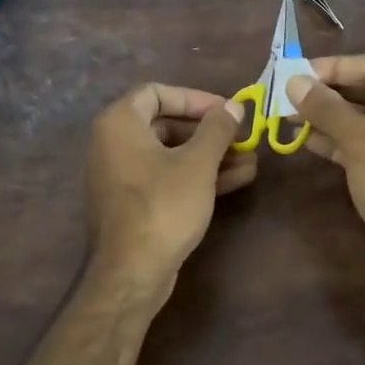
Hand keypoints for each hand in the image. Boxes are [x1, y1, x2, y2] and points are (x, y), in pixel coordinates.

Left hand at [86, 83, 255, 292]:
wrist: (131, 273)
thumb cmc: (163, 206)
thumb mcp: (198, 163)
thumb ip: (217, 129)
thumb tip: (234, 106)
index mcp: (120, 124)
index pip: (157, 92)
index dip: (195, 98)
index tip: (226, 110)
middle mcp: (113, 144)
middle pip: (166, 124)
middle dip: (209, 131)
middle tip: (242, 137)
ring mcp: (122, 175)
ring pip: (171, 154)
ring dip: (211, 155)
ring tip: (251, 161)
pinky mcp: (134, 203)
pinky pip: (167, 177)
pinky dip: (198, 176)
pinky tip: (237, 180)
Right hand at [289, 55, 364, 287]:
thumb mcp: (360, 139)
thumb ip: (325, 107)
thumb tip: (294, 80)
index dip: (332, 68)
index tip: (295, 72)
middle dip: (327, 95)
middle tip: (287, 95)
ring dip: (329, 118)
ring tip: (289, 116)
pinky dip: (340, 141)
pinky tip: (307, 139)